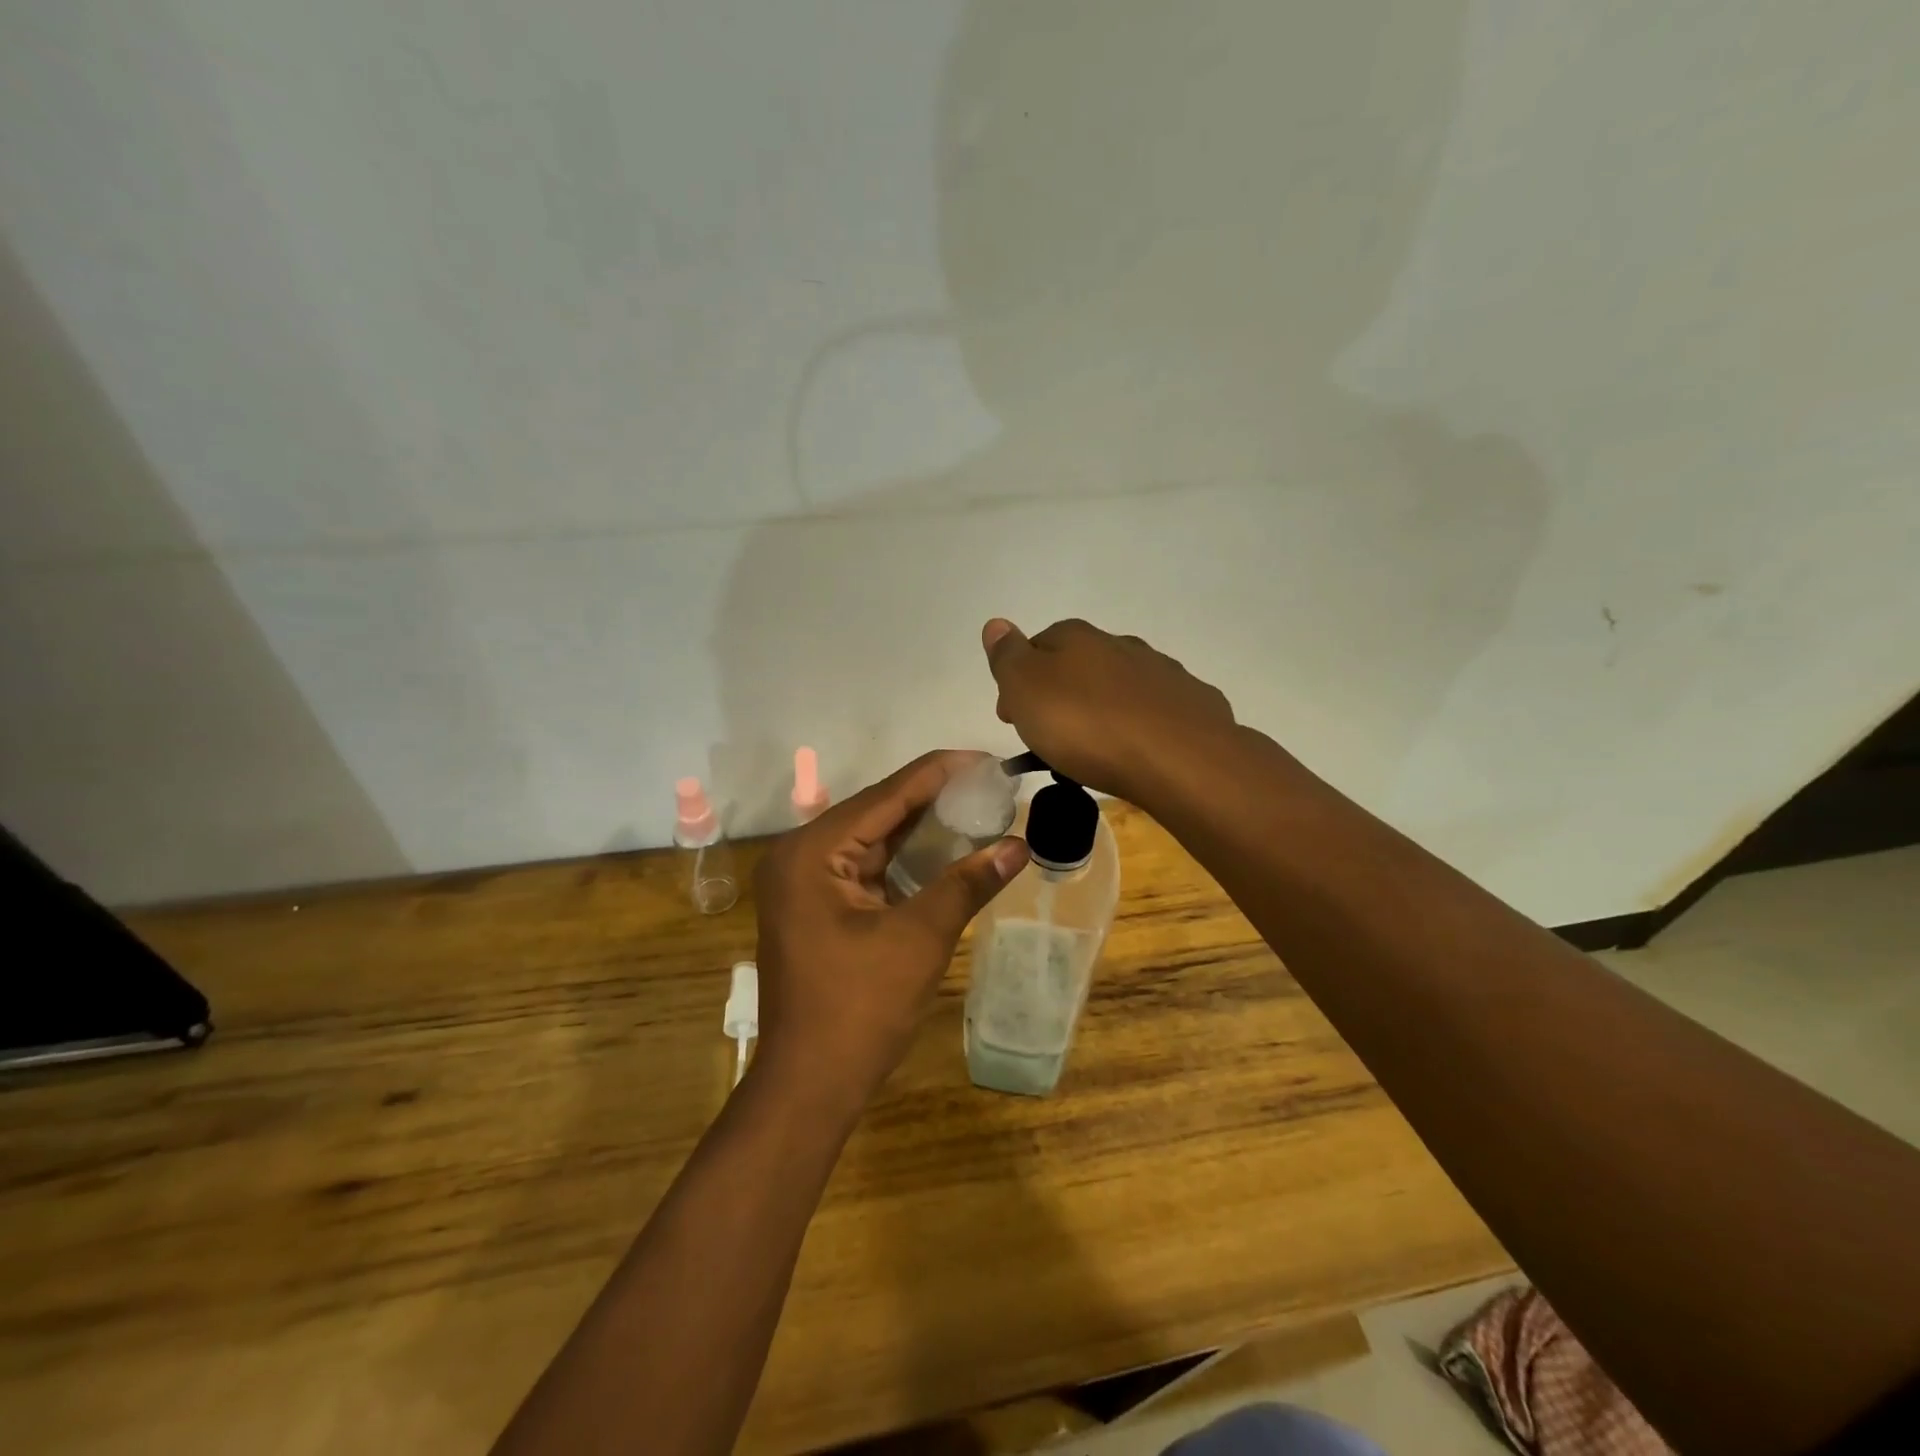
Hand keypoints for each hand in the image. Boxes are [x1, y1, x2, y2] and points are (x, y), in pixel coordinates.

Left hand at [752, 751, 1028, 1111]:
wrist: (810, 1084)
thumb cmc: (860, 1008)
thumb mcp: (920, 938)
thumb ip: (967, 884)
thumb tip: (1020, 845)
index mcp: (813, 852)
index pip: (885, 796)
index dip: (937, 773)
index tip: (983, 757)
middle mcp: (800, 856)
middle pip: (876, 813)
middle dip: (932, 798)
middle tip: (986, 783)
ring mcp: (804, 884)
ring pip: (871, 840)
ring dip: (919, 827)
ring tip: (974, 806)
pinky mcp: (815, 907)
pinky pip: (865, 868)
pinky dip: (903, 859)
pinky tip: (942, 848)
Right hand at [982, 618, 1236, 801]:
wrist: (1180, 759)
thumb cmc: (1087, 725)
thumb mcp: (1026, 690)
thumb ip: (1008, 656)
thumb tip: (996, 623)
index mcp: (1078, 638)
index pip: (1038, 646)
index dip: (1019, 681)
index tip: (1011, 717)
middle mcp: (1122, 645)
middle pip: (1079, 666)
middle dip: (1060, 696)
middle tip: (1048, 739)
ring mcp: (1162, 673)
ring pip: (1118, 688)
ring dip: (1101, 711)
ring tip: (1093, 753)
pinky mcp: (1192, 706)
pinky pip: (1154, 713)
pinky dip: (1139, 726)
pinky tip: (1136, 752)